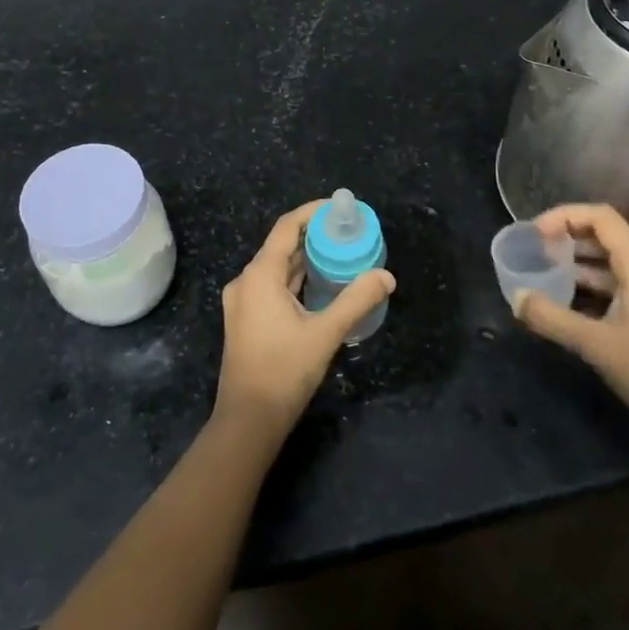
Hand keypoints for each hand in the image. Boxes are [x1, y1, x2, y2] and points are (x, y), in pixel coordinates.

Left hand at [215, 201, 395, 438]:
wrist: (248, 421)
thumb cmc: (284, 371)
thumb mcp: (326, 333)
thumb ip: (357, 300)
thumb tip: (386, 276)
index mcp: (259, 275)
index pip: (287, 227)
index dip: (312, 212)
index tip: (339, 208)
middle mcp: (246, 282)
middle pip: (281, 246)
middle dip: (313, 236)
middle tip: (347, 232)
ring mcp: (243, 302)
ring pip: (276, 268)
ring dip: (306, 259)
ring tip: (340, 253)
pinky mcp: (246, 321)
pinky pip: (272, 286)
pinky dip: (296, 279)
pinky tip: (320, 285)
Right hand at [511, 203, 628, 453]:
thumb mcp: (596, 344)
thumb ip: (552, 318)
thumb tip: (515, 297)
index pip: (601, 217)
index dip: (565, 217)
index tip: (535, 234)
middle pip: (604, 234)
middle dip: (567, 237)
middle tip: (534, 252)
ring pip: (609, 260)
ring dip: (576, 261)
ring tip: (542, 272)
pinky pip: (615, 282)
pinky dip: (588, 283)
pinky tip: (565, 299)